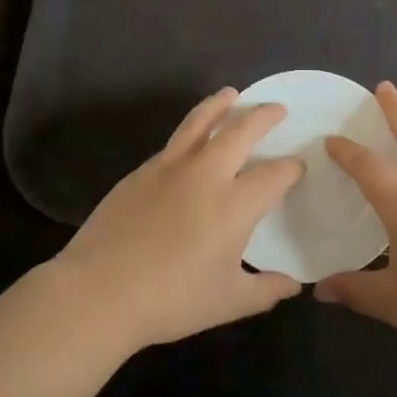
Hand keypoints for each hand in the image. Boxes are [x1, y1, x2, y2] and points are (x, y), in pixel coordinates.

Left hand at [54, 89, 304, 352]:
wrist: (98, 292)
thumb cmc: (169, 300)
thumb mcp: (227, 301)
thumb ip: (265, 289)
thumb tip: (294, 284)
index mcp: (234, 205)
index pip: (275, 175)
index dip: (291, 168)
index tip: (298, 167)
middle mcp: (206, 175)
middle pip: (241, 131)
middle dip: (263, 116)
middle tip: (277, 109)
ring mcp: (169, 168)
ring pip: (200, 122)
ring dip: (220, 105)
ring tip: (231, 94)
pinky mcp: (141, 172)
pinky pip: (174, 142)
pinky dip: (191, 130)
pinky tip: (192, 140)